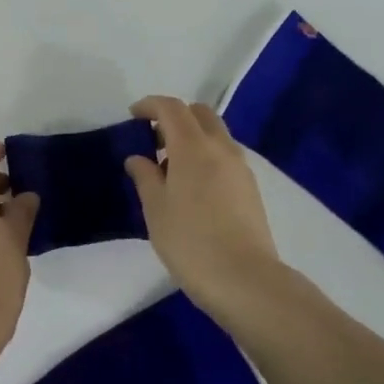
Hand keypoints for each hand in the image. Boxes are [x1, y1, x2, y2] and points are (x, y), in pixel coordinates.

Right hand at [125, 96, 285, 318]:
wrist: (243, 278)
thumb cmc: (190, 242)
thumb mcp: (155, 209)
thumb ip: (145, 177)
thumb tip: (139, 158)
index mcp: (193, 147)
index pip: (172, 108)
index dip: (150, 105)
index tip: (133, 115)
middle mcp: (221, 148)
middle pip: (199, 113)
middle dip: (174, 116)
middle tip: (152, 140)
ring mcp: (240, 167)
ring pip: (215, 134)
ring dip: (192, 136)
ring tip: (170, 167)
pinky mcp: (250, 187)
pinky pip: (224, 155)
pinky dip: (205, 155)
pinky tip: (191, 186)